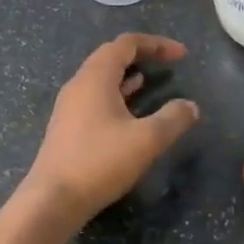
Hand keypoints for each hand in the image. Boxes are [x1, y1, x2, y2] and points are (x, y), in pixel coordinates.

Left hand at [24, 33, 200, 224]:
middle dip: (142, 56)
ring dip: (128, 76)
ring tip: (152, 81)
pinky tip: (130, 110)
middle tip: (168, 63)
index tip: (182, 56)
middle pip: (111, 56)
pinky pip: (95, 98)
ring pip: (102, 79)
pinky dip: (117, 95)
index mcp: (95, 78)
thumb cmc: (100, 162)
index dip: (156, 44)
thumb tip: (190, 106)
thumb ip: (173, 119)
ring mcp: (69, 107)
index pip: (126, 44)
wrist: (53, 200)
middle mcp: (78, 85)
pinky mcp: (67, 128)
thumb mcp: (147, 140)